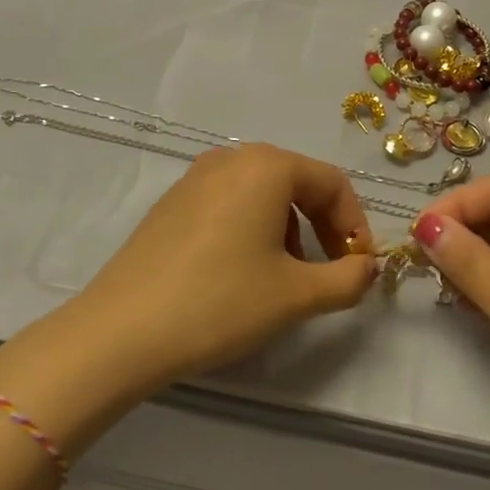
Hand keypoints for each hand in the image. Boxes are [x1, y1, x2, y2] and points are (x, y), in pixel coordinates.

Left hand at [68, 144, 378, 395]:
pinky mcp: (172, 202)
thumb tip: (367, 268)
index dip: (355, 225)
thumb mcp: (295, 295)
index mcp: (267, 165)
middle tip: (331, 273)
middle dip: (323, 227)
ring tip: (286, 278)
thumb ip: (346, 279)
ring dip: (289, 230)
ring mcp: (196, 177)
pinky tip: (243, 273)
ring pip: (263, 194)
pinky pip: (230, 203)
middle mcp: (232, 158)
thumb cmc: (220, 302)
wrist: (122, 331)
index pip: (332, 182)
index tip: (360, 268)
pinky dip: (253, 229)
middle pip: (298, 182)